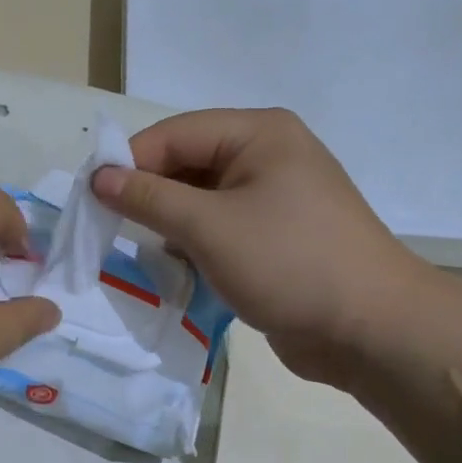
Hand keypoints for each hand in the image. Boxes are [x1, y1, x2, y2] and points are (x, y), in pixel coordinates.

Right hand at [90, 109, 429, 383]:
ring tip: (139, 249)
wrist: (372, 330)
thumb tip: (98, 177)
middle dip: (149, 194)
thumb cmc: (289, 262)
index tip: (89, 197)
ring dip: (169, 222)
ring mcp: (274, 197)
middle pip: (188, 163)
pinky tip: (176, 266)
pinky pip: (220, 227)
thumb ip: (149, 198)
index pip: (175, 133)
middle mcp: (267, 155)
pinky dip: (194, 243)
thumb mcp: (209, 226)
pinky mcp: (275, 236)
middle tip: (107, 226)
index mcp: (259, 133)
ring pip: (201, 199)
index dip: (129, 161)